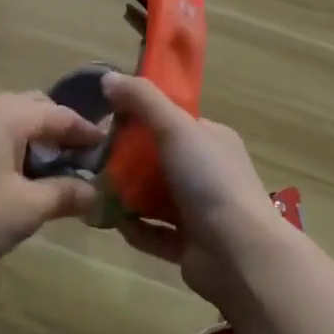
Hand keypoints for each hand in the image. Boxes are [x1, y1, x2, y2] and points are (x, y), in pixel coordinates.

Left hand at [0, 93, 100, 279]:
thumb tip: (97, 192)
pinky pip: (0, 136)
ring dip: (41, 141)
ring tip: (60, 172)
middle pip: (38, 109)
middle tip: (86, 159)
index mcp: (10, 114)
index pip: (61, 114)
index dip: (88, 132)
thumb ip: (67, 194)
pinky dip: (21, 150)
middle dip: (64, 130)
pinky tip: (26, 180)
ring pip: (17, 123)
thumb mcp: (29, 207)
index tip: (112, 149)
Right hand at [101, 73, 285, 304]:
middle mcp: (208, 172)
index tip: (108, 120)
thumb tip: (108, 77)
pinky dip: (135, 228)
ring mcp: (201, 211)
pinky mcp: (189, 246)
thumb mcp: (176, 127)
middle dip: (127, 159)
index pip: (173, 120)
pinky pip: (154, 232)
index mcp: (212, 139)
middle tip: (94, 159)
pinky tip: (112, 222)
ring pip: (155, 197)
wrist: (240, 255)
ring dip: (127, 194)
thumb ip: (142, 100)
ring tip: (94, 190)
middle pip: (159, 159)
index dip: (141, 117)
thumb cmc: (210, 181)